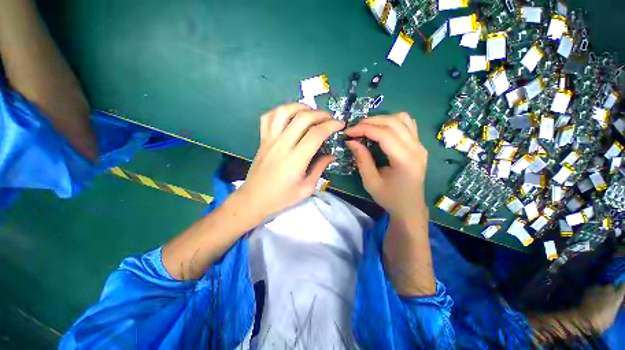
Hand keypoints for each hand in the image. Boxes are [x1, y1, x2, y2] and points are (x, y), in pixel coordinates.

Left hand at [235, 103, 343, 220]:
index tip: (340, 124)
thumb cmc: (282, 197)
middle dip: (320, 114)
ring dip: (300, 107)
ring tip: (311, 112)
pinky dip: (280, 111)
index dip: (331, 125)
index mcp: (296, 159)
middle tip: (330, 119)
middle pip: (303, 118)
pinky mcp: (262, 140)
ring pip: (284, 112)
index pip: (316, 134)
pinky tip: (289, 116)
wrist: (254, 199)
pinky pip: (268, 117)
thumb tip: (332, 155)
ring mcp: (270, 140)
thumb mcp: (306, 188)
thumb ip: (320, 168)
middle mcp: (283, 144)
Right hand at [345, 112, 427, 219]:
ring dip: (382, 119)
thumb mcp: (370, 181)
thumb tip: (351, 141)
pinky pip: (408, 124)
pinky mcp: (419, 146)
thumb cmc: (389, 197)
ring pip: (402, 119)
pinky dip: (393, 121)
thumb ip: (362, 159)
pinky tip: (382, 129)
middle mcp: (416, 148)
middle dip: (370, 122)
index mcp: (404, 160)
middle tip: (354, 129)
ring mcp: (420, 145)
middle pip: (393, 122)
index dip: (364, 129)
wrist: (410, 207)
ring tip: (367, 127)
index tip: (348, 132)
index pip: (384, 134)